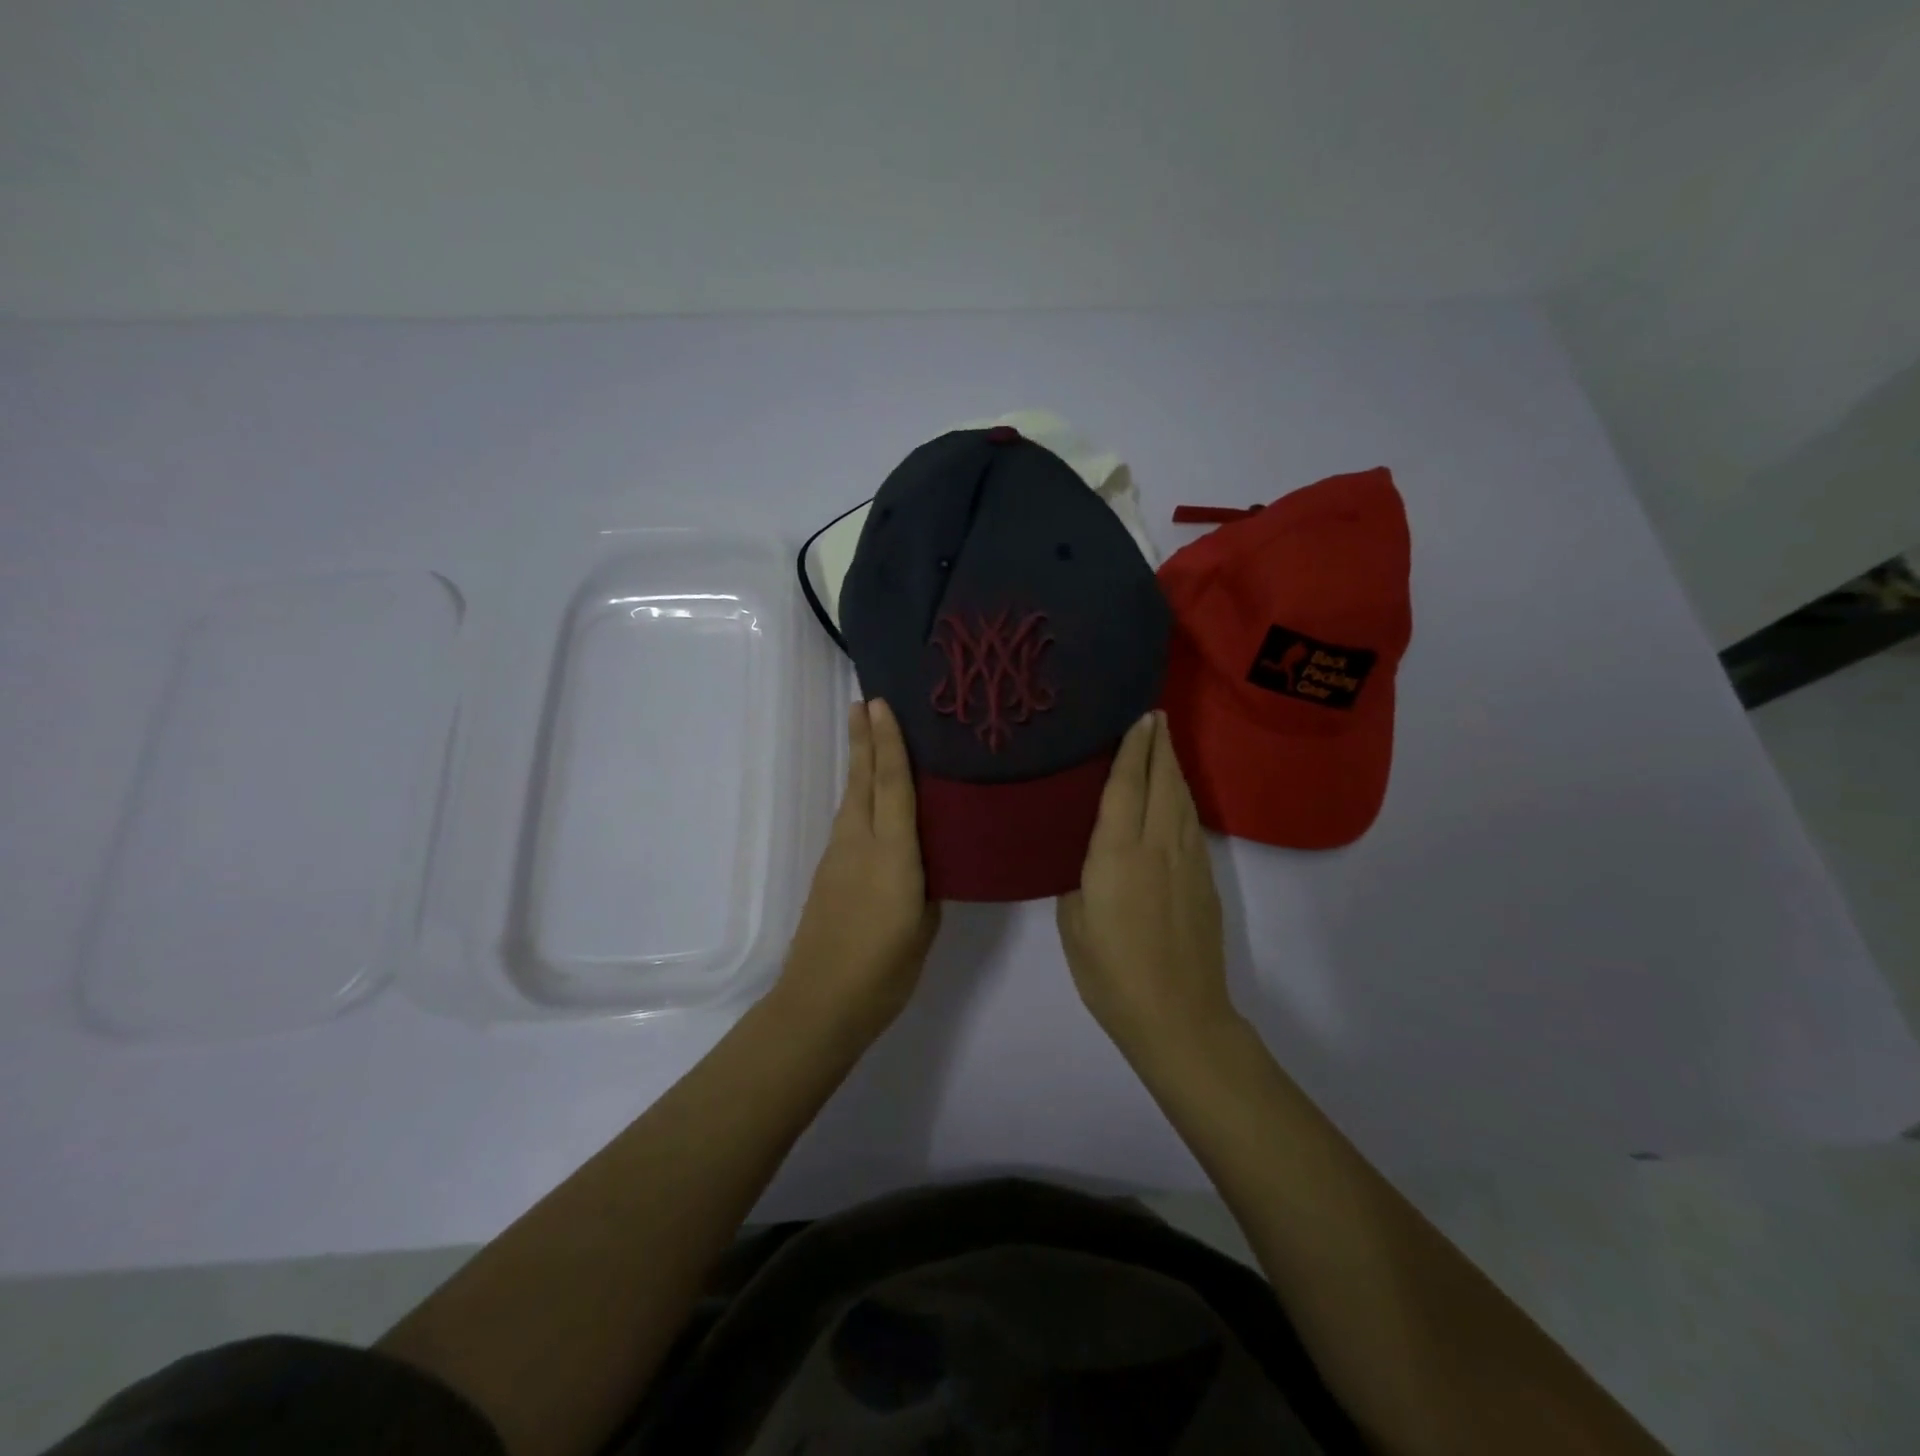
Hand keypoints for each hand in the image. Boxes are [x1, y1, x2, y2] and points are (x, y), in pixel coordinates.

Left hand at [777, 699, 939, 1041]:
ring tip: (866, 736)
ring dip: (859, 764)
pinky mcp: (827, 873)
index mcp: (893, 855)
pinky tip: (868, 797)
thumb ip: (927, 886)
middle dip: (864, 740)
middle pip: (862, 781)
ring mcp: (838, 857)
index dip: (889, 743)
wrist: (820, 1003)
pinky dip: (858, 797)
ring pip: (851, 798)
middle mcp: (860, 844)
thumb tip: (925, 863)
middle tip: (864, 702)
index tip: (881, 705)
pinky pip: (848, 821)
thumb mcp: (924, 926)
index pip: (892, 786)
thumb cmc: (884, 970)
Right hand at [1057, 711, 1235, 1059]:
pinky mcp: (1205, 881)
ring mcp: (1188, 862)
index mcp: (1119, 854)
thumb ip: (1078, 879)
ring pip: (1182, 800)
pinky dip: (1182, 797)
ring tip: (1165, 744)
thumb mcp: (1074, 924)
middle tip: (1155, 715)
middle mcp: (1159, 846)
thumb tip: (1088, 853)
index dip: (1133, 749)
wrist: (1178, 1015)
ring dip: (1174, 767)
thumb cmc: (1112, 973)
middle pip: (1163, 782)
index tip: (1139, 717)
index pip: (1127, 786)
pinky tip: (1175, 796)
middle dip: (1159, 746)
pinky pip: (1191, 823)